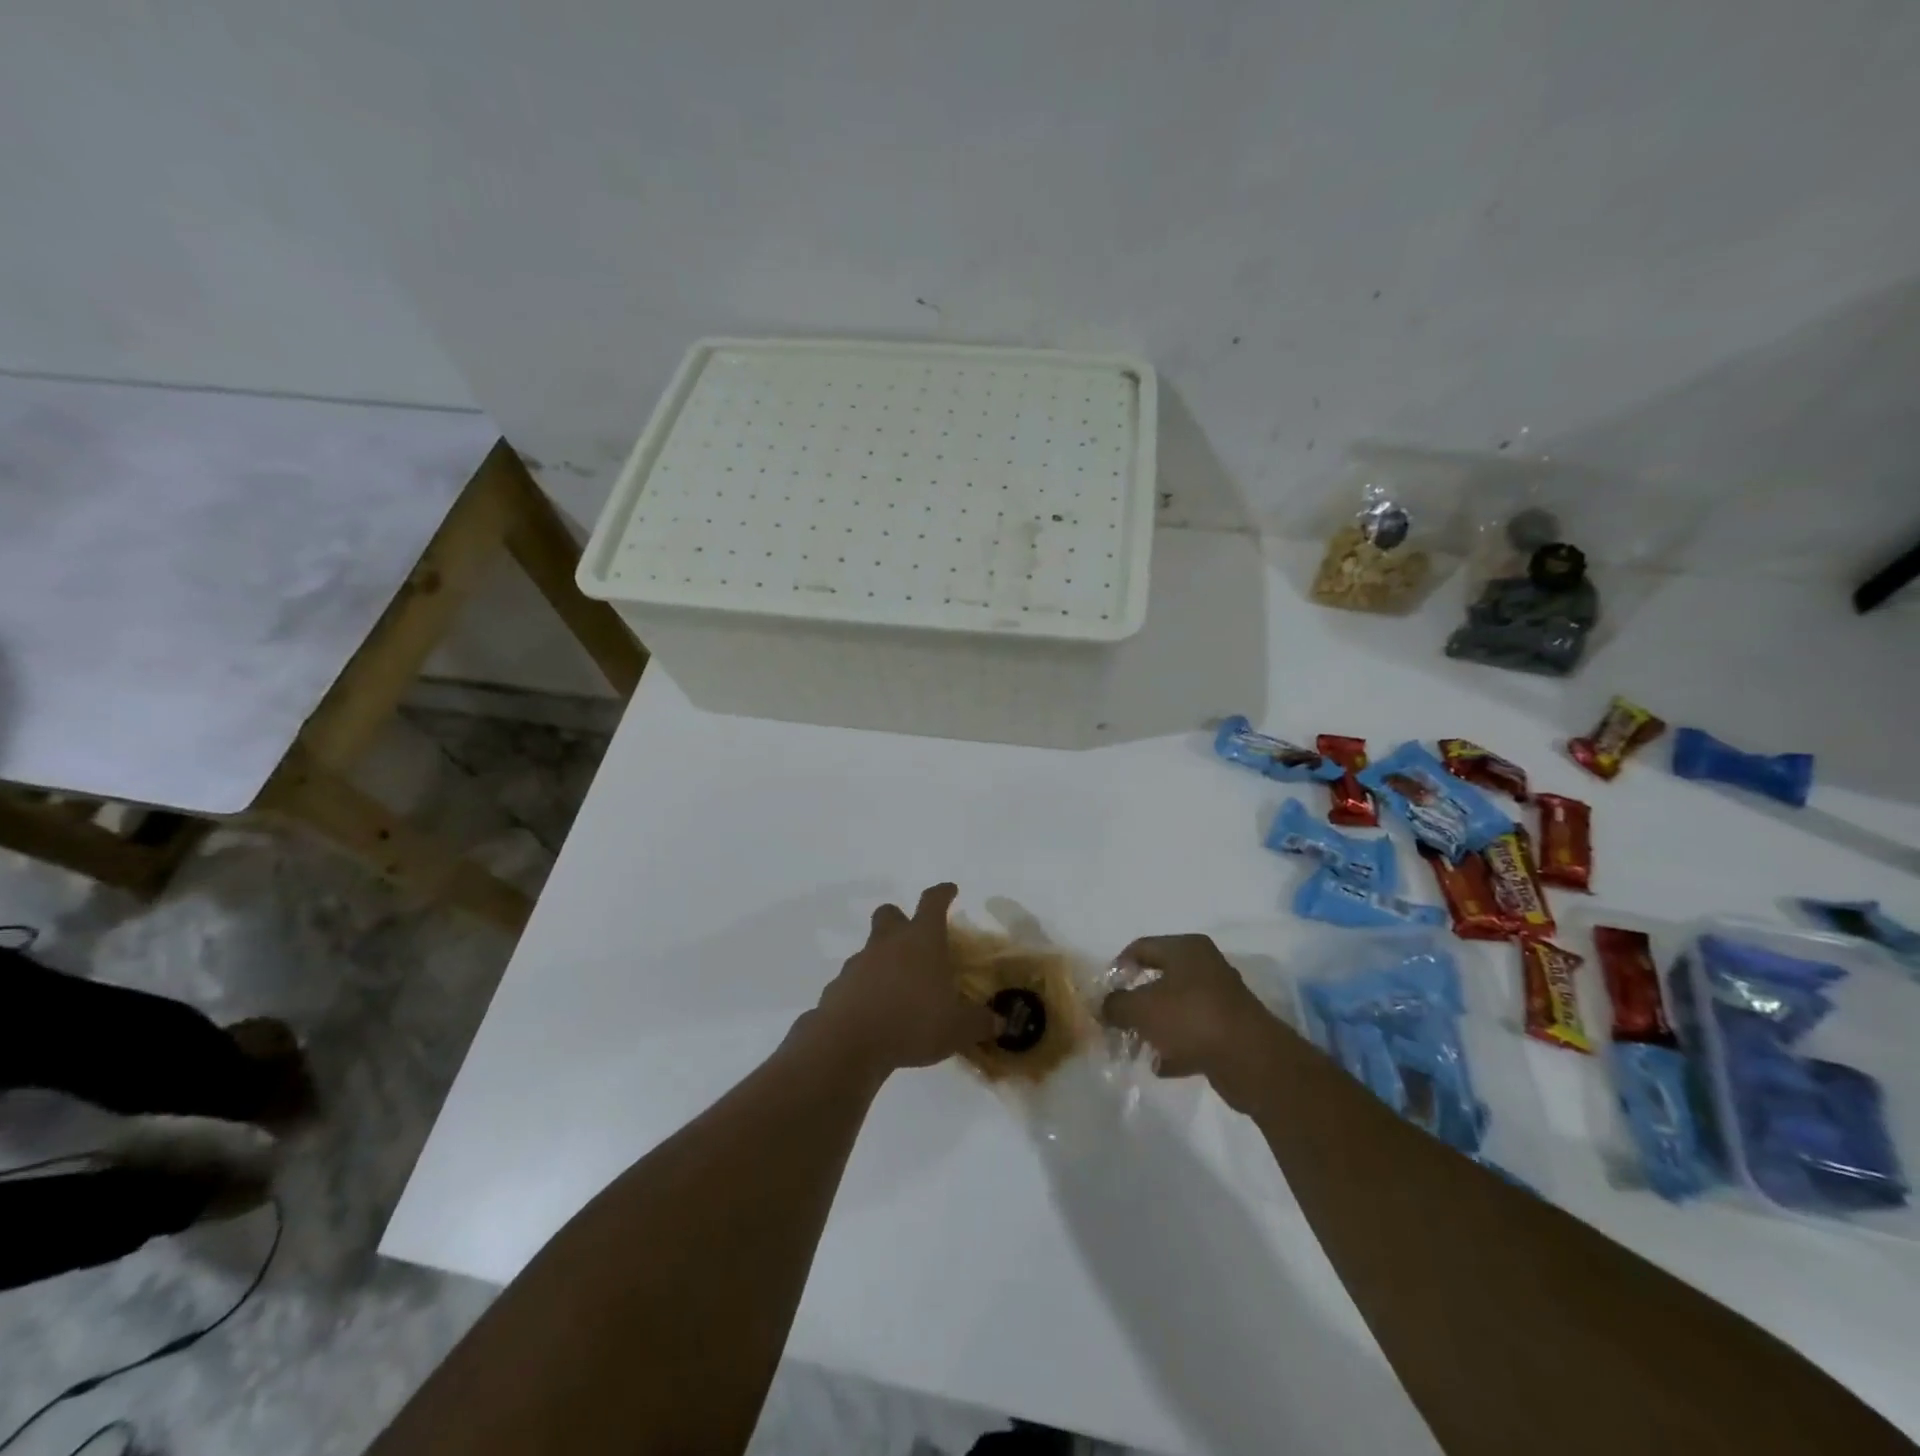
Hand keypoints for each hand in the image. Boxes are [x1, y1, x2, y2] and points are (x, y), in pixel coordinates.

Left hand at [810, 884, 998, 1077]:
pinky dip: (865, 989)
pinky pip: (855, 980)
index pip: (933, 902)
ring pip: (871, 948)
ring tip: (899, 989)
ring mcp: (859, 962)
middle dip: (901, 919)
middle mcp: (888, 942)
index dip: (943, 893)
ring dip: (883, 960)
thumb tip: (998, 1022)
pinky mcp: (838, 987)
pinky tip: (876, 1013)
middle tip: (915, 939)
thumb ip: (980, 1023)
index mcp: (922, 940)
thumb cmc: (912, 1022)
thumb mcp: (958, 1029)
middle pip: (890, 914)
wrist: (848, 1042)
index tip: (950, 890)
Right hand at [1101, 934, 1286, 1111]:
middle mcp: (1205, 967)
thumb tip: (1102, 1007)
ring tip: (1134, 1048)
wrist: (1252, 1060)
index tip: (1104, 992)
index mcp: (1186, 949)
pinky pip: (1192, 1034)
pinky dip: (1175, 1047)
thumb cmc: (1191, 1019)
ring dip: (1153, 1028)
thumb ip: (1115, 1005)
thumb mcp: (1141, 1009)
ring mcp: (1219, 1000)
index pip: (1141, 947)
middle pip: (1159, 979)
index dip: (1118, 967)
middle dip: (1134, 1002)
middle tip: (1115, 1022)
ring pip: (1175, 1009)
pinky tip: (1160, 1066)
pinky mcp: (1229, 1031)